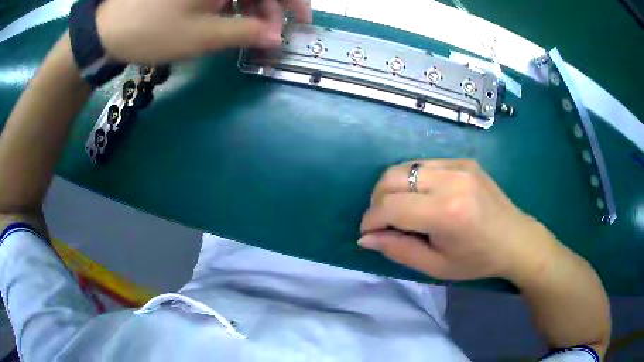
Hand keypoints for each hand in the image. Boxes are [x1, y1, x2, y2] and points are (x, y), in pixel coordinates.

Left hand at [96, 0, 310, 62]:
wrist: (109, 29)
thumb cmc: (152, 31)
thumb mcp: (202, 36)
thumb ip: (246, 33)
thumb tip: (276, 37)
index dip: (294, 1)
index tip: (301, 22)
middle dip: (272, 6)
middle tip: (270, 33)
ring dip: (254, 5)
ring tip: (250, 30)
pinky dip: (235, 1)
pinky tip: (232, 17)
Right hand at [359, 159, 556, 280]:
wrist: (516, 239)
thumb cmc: (477, 260)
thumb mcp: (436, 266)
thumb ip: (398, 250)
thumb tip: (366, 238)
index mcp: (447, 212)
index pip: (391, 207)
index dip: (371, 220)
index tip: (367, 233)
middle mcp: (451, 180)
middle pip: (391, 178)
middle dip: (377, 201)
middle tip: (382, 221)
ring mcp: (458, 165)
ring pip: (404, 166)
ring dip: (392, 188)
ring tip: (400, 210)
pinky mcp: (463, 160)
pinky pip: (423, 164)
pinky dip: (412, 180)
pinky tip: (422, 198)